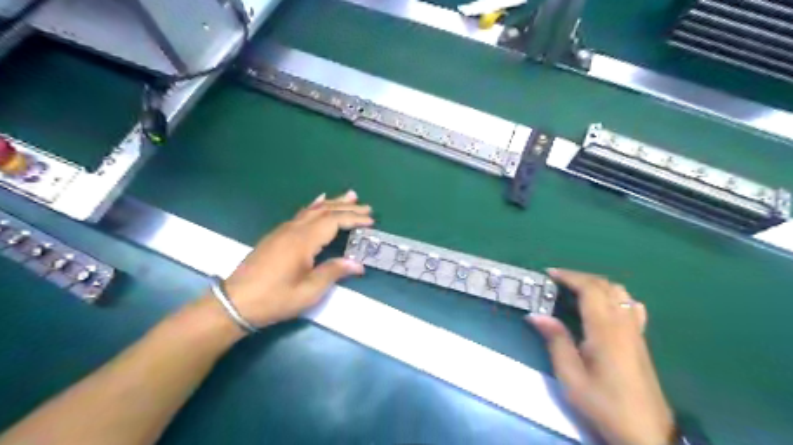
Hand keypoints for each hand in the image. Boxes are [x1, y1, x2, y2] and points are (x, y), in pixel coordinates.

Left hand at [220, 190, 373, 327]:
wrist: (235, 302)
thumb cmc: (275, 299)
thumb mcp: (308, 292)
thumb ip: (333, 273)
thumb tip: (358, 264)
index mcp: (303, 241)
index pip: (333, 222)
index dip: (353, 219)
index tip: (371, 221)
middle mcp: (294, 229)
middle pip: (324, 211)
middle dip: (347, 207)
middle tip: (367, 206)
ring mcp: (283, 230)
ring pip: (312, 210)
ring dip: (332, 202)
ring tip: (349, 196)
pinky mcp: (276, 235)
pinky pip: (301, 214)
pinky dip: (315, 206)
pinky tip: (318, 202)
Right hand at [529, 269, 670, 444]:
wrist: (645, 431)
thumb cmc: (603, 403)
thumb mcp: (571, 376)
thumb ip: (556, 341)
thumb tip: (536, 315)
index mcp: (605, 330)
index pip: (590, 289)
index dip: (569, 276)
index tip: (549, 274)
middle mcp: (623, 324)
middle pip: (605, 286)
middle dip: (580, 277)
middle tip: (557, 281)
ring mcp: (635, 331)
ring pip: (620, 292)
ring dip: (596, 284)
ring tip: (576, 290)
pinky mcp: (641, 340)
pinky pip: (630, 306)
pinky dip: (614, 296)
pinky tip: (605, 306)